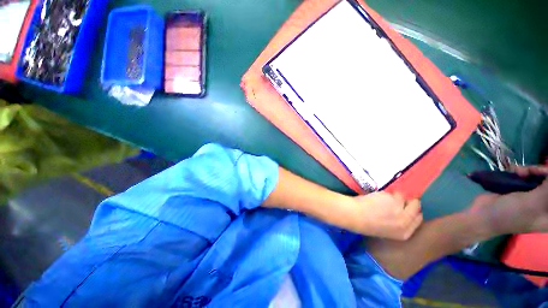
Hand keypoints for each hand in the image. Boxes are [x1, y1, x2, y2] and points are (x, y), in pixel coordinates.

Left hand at [344, 192, 422, 239]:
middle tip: (397, 199)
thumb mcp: (386, 229)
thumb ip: (397, 222)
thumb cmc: (366, 223)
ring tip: (381, 199)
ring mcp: (401, 209)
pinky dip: (385, 193)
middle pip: (416, 206)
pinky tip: (375, 197)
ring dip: (393, 196)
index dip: (413, 210)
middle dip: (408, 201)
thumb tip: (403, 210)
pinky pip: (392, 192)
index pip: (418, 219)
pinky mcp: (393, 199)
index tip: (408, 206)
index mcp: (404, 233)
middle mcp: (406, 222)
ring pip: (403, 197)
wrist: (355, 216)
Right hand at [471, 165, 547, 233]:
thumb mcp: (532, 203)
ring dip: (531, 171)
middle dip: (542, 173)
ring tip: (519, 172)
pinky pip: (529, 176)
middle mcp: (546, 203)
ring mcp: (534, 196)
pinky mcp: (523, 190)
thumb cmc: (510, 214)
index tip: (544, 173)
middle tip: (530, 171)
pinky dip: (522, 172)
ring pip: (540, 177)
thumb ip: (547, 189)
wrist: (483, 215)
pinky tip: (515, 172)